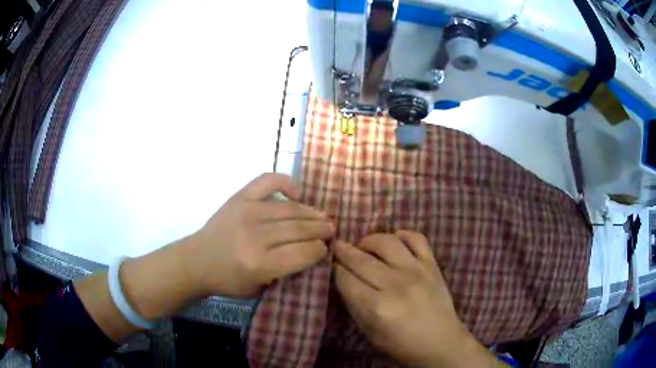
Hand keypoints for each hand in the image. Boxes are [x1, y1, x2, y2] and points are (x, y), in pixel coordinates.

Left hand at [185, 173, 333, 297]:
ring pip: (290, 208)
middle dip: (321, 230)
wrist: (197, 261)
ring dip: (311, 212)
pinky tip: (297, 193)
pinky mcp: (239, 197)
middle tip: (331, 230)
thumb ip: (286, 271)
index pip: (304, 252)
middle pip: (300, 229)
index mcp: (260, 263)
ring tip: (322, 217)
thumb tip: (311, 250)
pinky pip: (268, 181)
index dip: (319, 250)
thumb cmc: (228, 280)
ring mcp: (247, 211)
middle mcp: (255, 235)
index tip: (325, 249)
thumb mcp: (260, 287)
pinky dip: (286, 183)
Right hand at [334, 231, 499, 366]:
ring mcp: (417, 271)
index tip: (332, 265)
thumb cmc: (402, 344)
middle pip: (361, 259)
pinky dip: (402, 235)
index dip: (335, 270)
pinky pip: (416, 238)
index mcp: (376, 307)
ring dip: (369, 240)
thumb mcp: (369, 332)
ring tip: (364, 246)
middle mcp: (395, 284)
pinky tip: (394, 241)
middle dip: (344, 251)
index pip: (346, 279)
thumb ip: (354, 304)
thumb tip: (343, 279)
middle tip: (337, 247)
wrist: (441, 341)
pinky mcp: (432, 264)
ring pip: (386, 241)